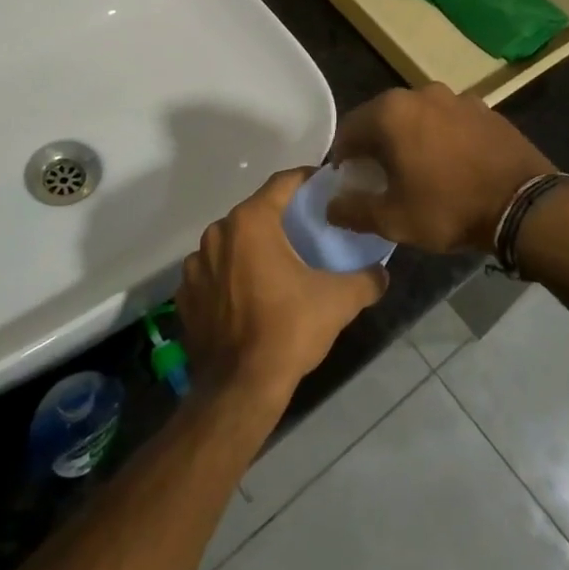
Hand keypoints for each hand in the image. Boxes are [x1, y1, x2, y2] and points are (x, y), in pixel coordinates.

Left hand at [177, 169, 387, 407]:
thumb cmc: (288, 331)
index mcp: (251, 222)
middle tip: (308, 229)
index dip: (307, 180)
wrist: (239, 389)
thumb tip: (382, 272)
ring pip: (232, 242)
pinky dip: (231, 276)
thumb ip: (367, 279)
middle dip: (281, 217)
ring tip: (279, 265)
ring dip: (253, 248)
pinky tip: (250, 295)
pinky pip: (214, 272)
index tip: (326, 186)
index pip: (283, 183)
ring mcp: (195, 265)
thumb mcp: (338, 301)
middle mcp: (217, 233)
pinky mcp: (185, 295)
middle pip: (256, 212)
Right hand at [326, 85, 553, 254]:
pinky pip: (448, 120)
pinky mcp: (484, 108)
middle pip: (383, 118)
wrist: (523, 204)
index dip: (343, 158)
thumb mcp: (393, 220)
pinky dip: (440, 137)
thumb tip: (331, 205)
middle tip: (380, 178)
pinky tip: (450, 164)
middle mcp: (420, 94)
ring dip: (409, 138)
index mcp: (390, 113)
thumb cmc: (449, 208)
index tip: (350, 181)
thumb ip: (353, 210)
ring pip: (417, 117)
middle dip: (376, 145)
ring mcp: (456, 97)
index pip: (349, 129)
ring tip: (418, 171)